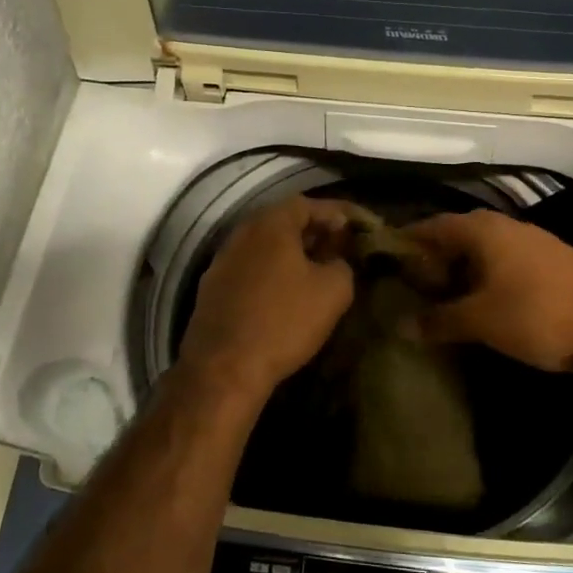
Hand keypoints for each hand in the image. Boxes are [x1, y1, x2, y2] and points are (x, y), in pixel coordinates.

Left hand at [175, 196, 356, 403]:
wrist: (224, 368)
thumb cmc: (284, 321)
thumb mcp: (333, 291)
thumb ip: (342, 265)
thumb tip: (335, 262)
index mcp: (271, 224)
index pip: (309, 203)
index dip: (337, 212)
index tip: (359, 225)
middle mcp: (242, 234)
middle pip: (283, 222)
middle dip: (315, 231)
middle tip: (340, 246)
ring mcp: (222, 261)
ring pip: (265, 246)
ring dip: (292, 253)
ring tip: (317, 270)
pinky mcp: (213, 289)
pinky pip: (250, 269)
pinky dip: (272, 272)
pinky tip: (286, 294)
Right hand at [405, 212, 572, 371]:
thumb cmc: (537, 313)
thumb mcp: (481, 321)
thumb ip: (438, 320)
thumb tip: (399, 325)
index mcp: (482, 230)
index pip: (430, 226)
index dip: (406, 243)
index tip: (383, 263)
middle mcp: (503, 226)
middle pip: (454, 237)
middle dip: (430, 260)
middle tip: (407, 288)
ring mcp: (529, 242)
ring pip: (480, 251)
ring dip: (458, 271)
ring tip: (436, 299)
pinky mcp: (547, 261)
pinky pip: (501, 262)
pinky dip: (482, 278)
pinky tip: (477, 302)